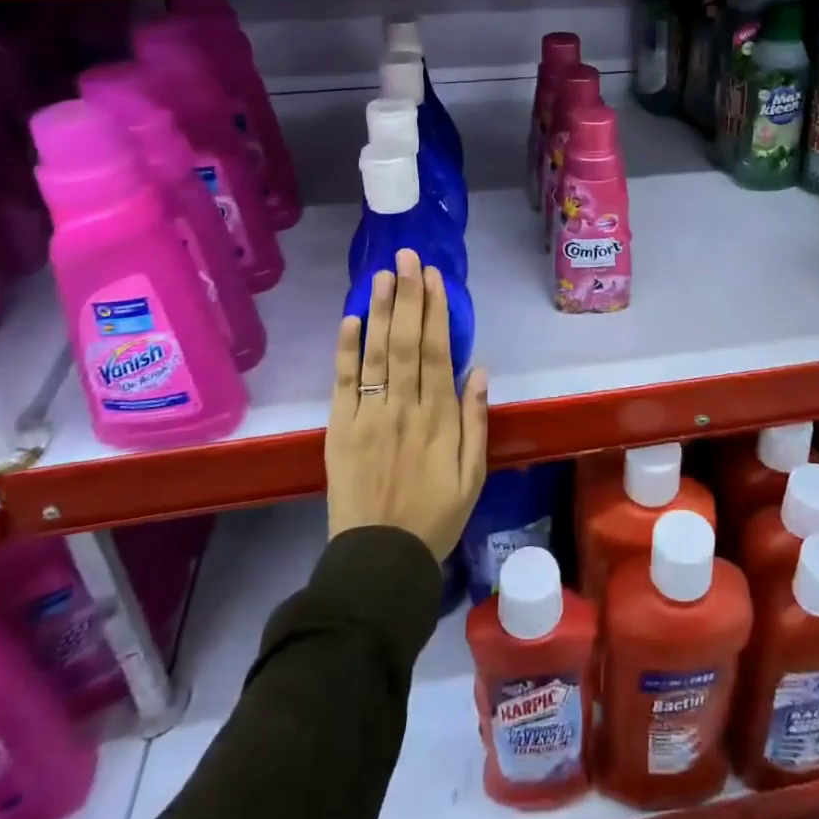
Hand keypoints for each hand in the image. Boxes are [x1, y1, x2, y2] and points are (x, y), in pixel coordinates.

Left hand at [327, 249, 488, 562]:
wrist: (380, 560)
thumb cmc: (435, 516)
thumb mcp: (473, 475)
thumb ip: (476, 420)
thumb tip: (478, 369)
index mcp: (439, 417)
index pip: (437, 351)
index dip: (436, 311)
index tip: (435, 277)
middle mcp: (404, 407)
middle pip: (406, 342)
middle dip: (408, 296)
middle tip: (407, 258)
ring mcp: (368, 416)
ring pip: (375, 354)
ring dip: (379, 311)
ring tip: (382, 274)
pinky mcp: (340, 429)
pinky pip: (343, 383)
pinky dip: (346, 350)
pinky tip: (350, 320)